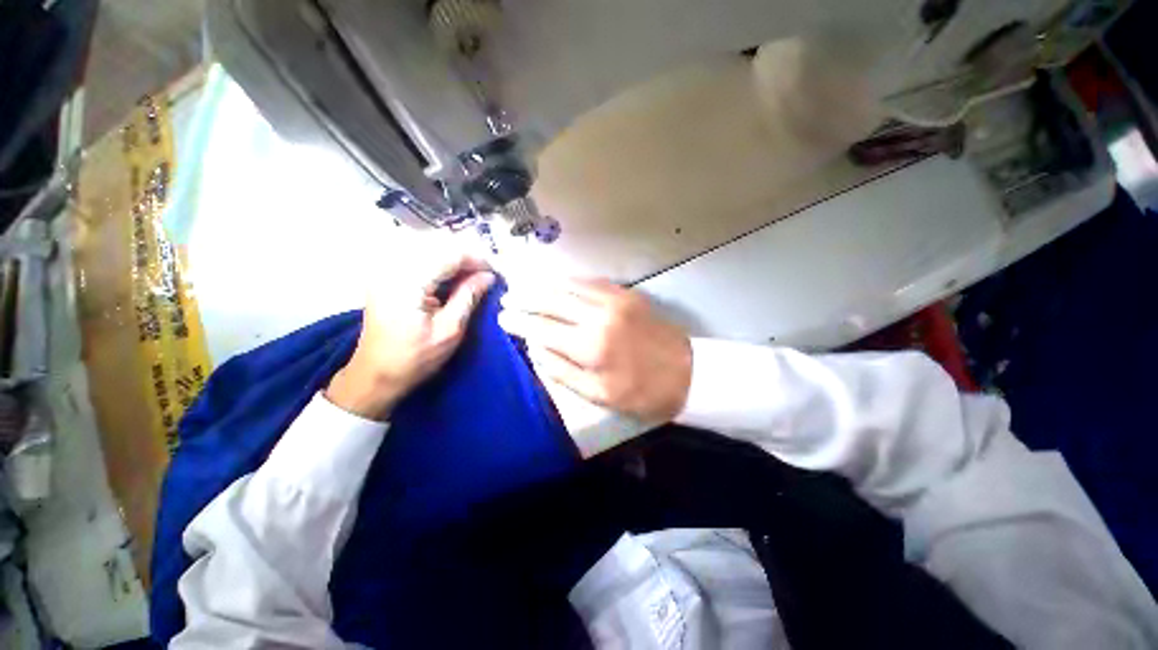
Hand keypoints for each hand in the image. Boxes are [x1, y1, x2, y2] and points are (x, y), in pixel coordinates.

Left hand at [326, 253, 494, 420]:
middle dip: (466, 254)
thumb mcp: (449, 331)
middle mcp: (392, 268)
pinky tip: (452, 274)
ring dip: (453, 256)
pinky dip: (439, 261)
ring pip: (427, 246)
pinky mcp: (385, 276)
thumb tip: (488, 276)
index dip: (476, 258)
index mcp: (407, 283)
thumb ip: (468, 297)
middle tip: (486, 272)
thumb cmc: (415, 359)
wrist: (375, 375)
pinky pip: (416, 255)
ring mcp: (385, 270)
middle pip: (436, 244)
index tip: (496, 271)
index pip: (448, 254)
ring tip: (473, 273)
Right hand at [498, 278, 691, 423]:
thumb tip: (535, 348)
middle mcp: (598, 315)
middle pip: (551, 299)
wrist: (687, 372)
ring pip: (569, 285)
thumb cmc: (641, 392)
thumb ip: (561, 370)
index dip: (519, 322)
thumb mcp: (598, 394)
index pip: (542, 327)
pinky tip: (558, 283)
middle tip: (508, 297)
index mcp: (589, 345)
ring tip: (525, 286)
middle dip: (526, 298)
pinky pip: (590, 282)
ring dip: (544, 285)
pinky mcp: (627, 293)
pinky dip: (569, 281)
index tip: (503, 318)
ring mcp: (614, 299)